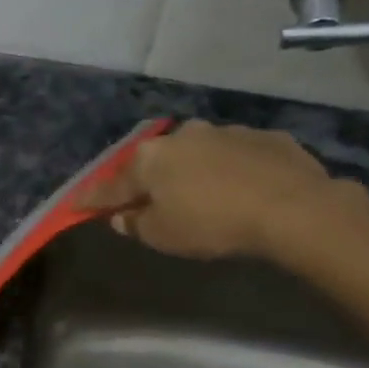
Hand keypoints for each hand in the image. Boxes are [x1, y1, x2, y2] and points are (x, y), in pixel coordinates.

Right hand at [77, 121, 361, 261]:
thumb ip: (135, 223)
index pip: (110, 184)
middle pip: (154, 162)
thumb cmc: (212, 223)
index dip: (92, 198)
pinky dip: (228, 169)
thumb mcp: (162, 235)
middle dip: (146, 179)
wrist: (293, 207)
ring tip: (198, 193)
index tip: (75, 205)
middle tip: (144, 198)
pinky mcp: (264, 136)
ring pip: (195, 153)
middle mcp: (182, 136)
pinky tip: (239, 188)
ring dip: (190, 170)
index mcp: (150, 159)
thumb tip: (121, 215)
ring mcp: (225, 131)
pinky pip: (234, 155)